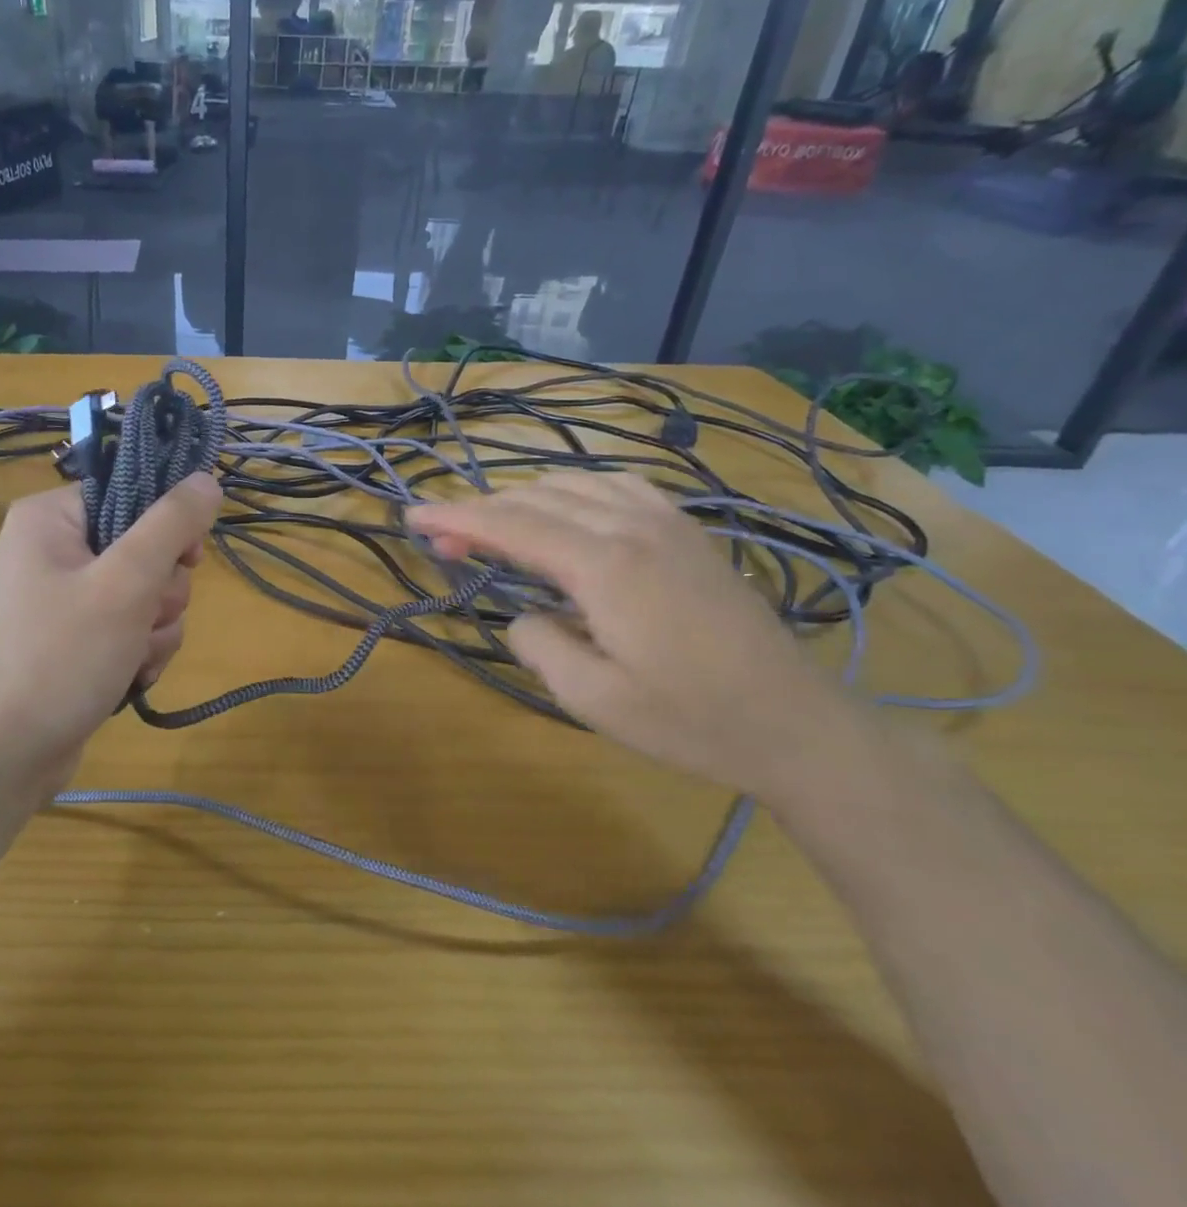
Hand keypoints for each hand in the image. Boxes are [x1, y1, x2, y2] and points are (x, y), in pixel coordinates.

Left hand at [0, 475, 220, 804]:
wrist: (2, 756)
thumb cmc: (59, 657)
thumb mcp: (125, 584)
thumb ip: (172, 526)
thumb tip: (208, 479)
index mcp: (51, 518)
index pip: (132, 494)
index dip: (166, 526)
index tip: (186, 559)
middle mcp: (54, 550)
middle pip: (145, 548)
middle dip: (159, 593)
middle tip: (141, 620)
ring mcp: (64, 598)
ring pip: (146, 594)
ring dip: (154, 629)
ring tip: (129, 659)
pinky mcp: (75, 639)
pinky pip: (130, 628)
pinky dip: (139, 652)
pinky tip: (128, 677)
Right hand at [409, 472, 874, 801]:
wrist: (795, 723)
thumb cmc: (690, 720)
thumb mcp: (592, 698)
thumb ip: (538, 643)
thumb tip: (525, 613)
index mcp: (605, 565)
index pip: (511, 525)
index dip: (455, 517)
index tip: (412, 514)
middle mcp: (631, 527)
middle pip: (536, 499)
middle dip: (480, 511)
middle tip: (441, 536)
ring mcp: (666, 522)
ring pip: (573, 483)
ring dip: (523, 498)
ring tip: (495, 525)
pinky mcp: (686, 530)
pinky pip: (616, 484)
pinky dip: (573, 488)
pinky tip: (566, 508)